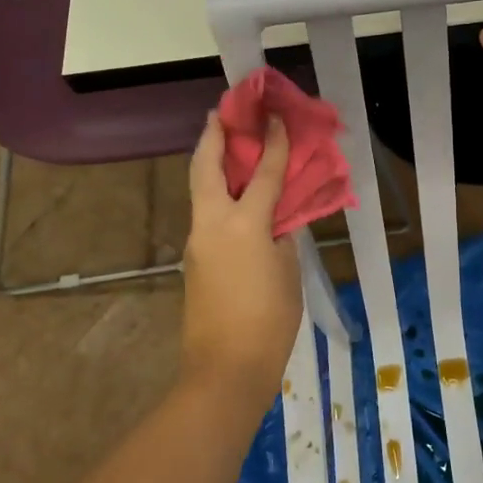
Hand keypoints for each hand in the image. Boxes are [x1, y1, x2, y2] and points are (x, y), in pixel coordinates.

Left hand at [181, 114, 303, 415]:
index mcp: (242, 224)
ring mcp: (197, 241)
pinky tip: (234, 193)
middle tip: (222, 112)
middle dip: (212, 136)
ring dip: (210, 162)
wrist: (225, 370)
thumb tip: (276, 217)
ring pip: (200, 189)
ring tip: (226, 144)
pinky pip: (206, 212)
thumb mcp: (288, 271)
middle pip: (206, 167)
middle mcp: (212, 224)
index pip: (262, 173)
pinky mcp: (194, 259)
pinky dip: (216, 192)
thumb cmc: (268, 320)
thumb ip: (282, 235)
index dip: (273, 142)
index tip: (276, 116)